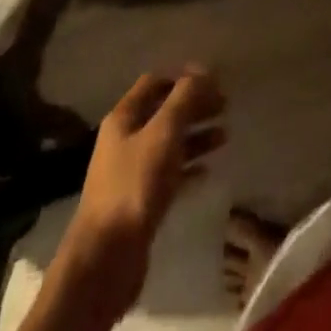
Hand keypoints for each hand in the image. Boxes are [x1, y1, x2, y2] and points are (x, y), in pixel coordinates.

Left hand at [53, 67, 226, 322]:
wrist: (106, 259)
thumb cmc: (135, 185)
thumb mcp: (164, 133)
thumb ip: (184, 99)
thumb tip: (203, 71)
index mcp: (124, 117)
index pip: (155, 82)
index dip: (183, 77)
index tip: (213, 80)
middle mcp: (125, 140)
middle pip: (164, 112)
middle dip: (194, 105)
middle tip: (225, 105)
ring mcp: (131, 173)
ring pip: (168, 144)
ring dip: (195, 136)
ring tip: (224, 135)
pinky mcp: (140, 203)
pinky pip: (168, 175)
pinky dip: (189, 168)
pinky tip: (208, 170)